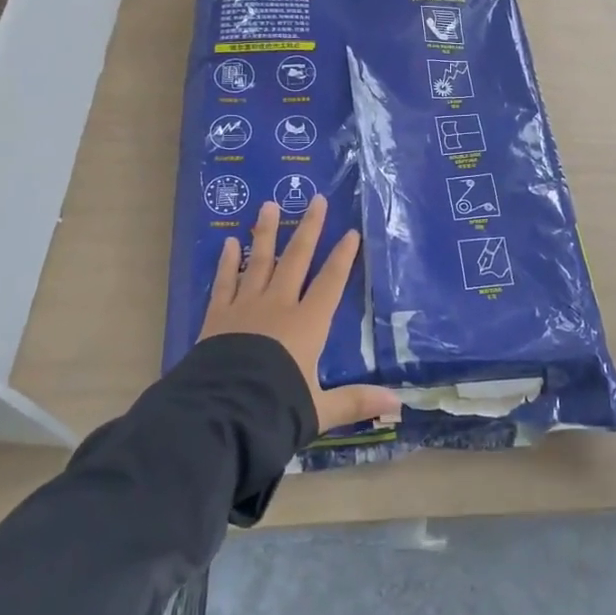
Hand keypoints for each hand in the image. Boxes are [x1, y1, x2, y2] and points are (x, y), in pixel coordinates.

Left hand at [199, 195, 400, 435]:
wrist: (220, 414)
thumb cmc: (275, 409)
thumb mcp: (319, 409)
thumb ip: (355, 402)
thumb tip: (397, 404)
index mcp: (307, 324)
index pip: (330, 282)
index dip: (342, 257)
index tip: (352, 232)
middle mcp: (279, 306)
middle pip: (296, 259)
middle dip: (309, 228)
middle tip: (316, 199)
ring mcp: (246, 307)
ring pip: (259, 261)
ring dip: (266, 233)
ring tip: (270, 205)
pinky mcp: (218, 316)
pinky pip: (225, 282)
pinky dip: (228, 262)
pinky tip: (230, 242)